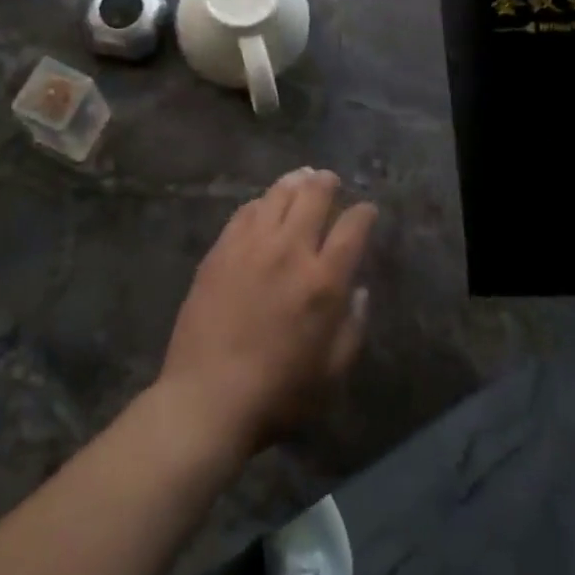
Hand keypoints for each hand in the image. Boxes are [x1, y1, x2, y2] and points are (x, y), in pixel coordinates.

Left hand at [157, 168, 375, 458]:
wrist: (207, 397)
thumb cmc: (277, 394)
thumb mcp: (331, 374)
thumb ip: (352, 328)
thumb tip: (358, 291)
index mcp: (323, 280)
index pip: (352, 228)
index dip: (363, 213)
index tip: (367, 210)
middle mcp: (290, 249)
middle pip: (314, 196)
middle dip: (328, 183)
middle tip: (332, 181)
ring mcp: (252, 244)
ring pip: (278, 193)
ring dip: (296, 182)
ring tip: (302, 178)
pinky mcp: (222, 248)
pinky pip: (246, 210)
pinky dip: (262, 201)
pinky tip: (264, 204)